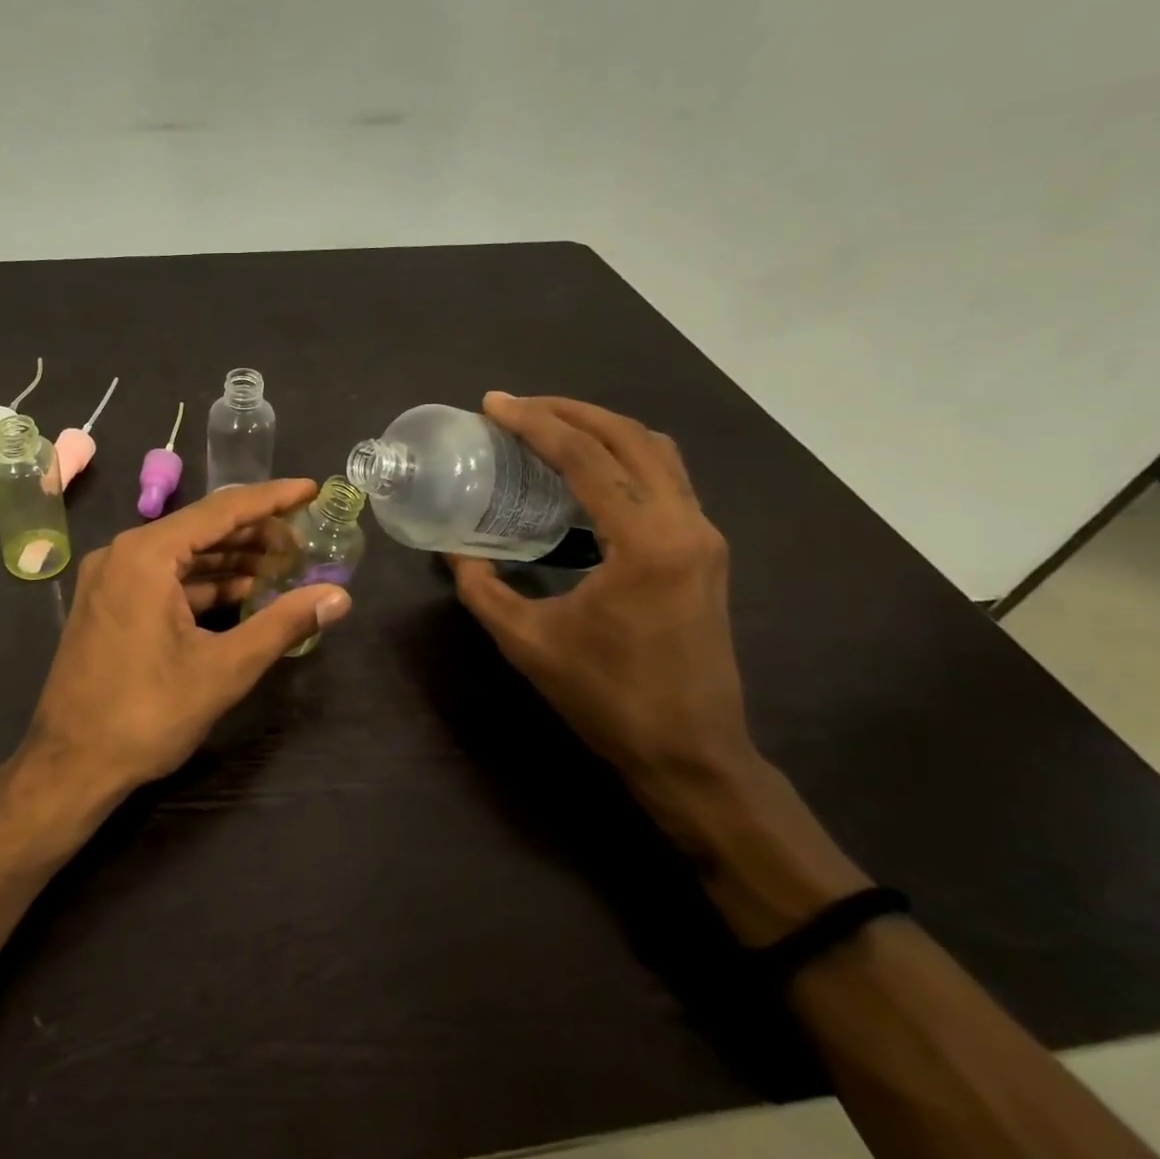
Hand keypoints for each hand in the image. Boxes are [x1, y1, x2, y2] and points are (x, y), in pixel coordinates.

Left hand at [25, 480, 352, 796]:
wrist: (70, 764)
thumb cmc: (147, 714)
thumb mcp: (224, 668)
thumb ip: (283, 624)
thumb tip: (339, 596)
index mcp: (146, 554)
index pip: (221, 510)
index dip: (271, 499)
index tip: (311, 489)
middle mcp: (123, 553)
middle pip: (201, 529)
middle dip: (255, 534)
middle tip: (304, 542)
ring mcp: (111, 578)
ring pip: (183, 555)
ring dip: (231, 560)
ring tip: (283, 566)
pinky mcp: (109, 603)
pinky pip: (165, 578)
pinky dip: (204, 583)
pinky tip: (242, 593)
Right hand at [448, 394, 753, 803]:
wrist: (692, 754)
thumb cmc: (607, 698)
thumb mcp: (526, 642)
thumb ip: (482, 588)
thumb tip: (455, 551)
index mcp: (645, 544)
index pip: (587, 458)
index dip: (535, 424)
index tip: (493, 404)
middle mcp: (685, 525)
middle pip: (630, 438)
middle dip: (570, 412)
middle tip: (517, 407)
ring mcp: (702, 537)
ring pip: (656, 452)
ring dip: (601, 429)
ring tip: (547, 426)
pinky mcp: (704, 552)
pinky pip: (664, 479)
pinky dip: (622, 457)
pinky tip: (583, 472)